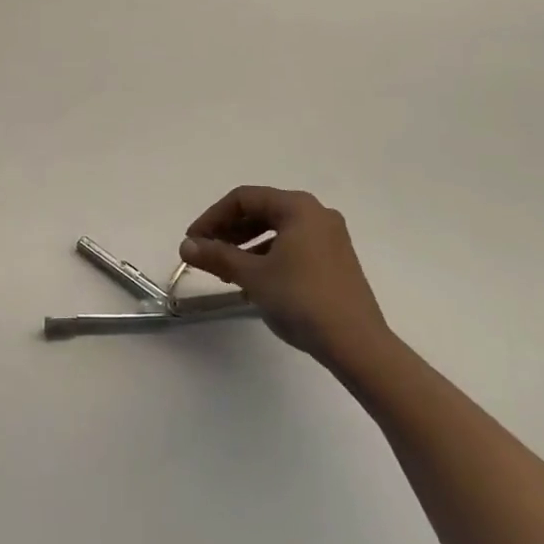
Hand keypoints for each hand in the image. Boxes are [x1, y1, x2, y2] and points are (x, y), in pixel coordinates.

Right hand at [180, 186, 390, 368]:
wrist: (357, 345)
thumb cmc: (302, 300)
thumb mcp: (253, 276)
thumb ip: (218, 256)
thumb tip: (186, 246)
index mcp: (297, 207)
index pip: (244, 198)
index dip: (212, 217)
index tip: (192, 241)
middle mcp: (316, 214)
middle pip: (262, 211)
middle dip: (229, 230)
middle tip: (205, 253)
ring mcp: (330, 237)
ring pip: (277, 230)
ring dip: (247, 245)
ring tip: (225, 268)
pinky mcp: (336, 261)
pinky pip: (293, 246)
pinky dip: (269, 256)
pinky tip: (255, 279)